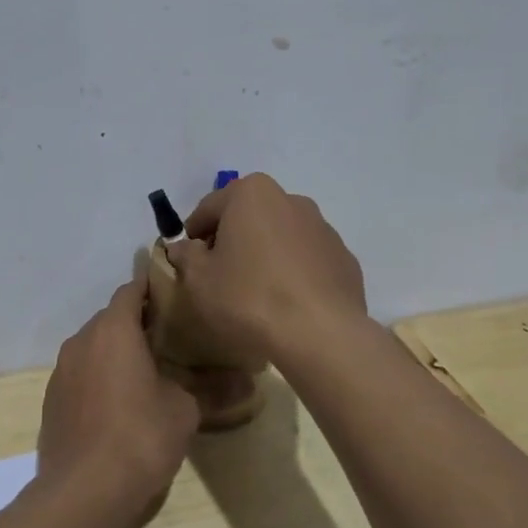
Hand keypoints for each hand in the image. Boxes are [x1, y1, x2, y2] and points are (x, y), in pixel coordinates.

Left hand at [38, 277, 199, 527]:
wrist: (82, 491)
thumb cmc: (139, 437)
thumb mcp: (184, 411)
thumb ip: (213, 389)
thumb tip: (249, 383)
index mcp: (113, 331)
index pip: (131, 290)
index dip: (153, 288)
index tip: (176, 295)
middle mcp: (81, 341)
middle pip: (111, 318)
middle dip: (137, 322)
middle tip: (170, 336)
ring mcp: (61, 371)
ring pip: (93, 346)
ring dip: (116, 351)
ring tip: (147, 369)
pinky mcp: (52, 400)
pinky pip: (80, 373)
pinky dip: (99, 376)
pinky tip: (119, 401)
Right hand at [164, 174, 367, 367]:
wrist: (320, 333)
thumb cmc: (249, 297)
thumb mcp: (199, 280)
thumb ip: (186, 256)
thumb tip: (183, 247)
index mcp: (252, 194)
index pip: (209, 208)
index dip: (193, 234)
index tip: (187, 259)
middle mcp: (290, 199)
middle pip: (248, 216)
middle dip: (231, 239)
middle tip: (218, 274)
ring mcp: (323, 228)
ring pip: (280, 236)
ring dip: (264, 254)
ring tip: (255, 291)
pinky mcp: (344, 258)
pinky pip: (306, 259)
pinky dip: (293, 272)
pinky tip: (286, 302)